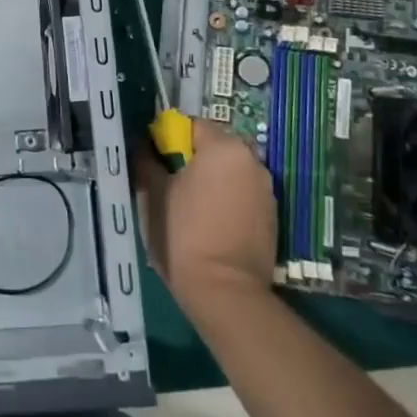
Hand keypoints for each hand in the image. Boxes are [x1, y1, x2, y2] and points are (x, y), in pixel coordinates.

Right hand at [132, 118, 276, 317]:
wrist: (224, 291)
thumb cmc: (183, 232)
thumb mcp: (153, 193)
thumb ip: (148, 161)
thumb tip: (143, 147)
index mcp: (224, 147)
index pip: (192, 125)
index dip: (170, 139)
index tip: (157, 162)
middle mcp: (252, 160)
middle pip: (216, 147)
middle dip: (194, 160)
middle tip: (171, 184)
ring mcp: (267, 190)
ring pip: (231, 172)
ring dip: (213, 181)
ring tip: (191, 208)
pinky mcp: (272, 218)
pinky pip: (244, 196)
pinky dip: (228, 201)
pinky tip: (211, 225)